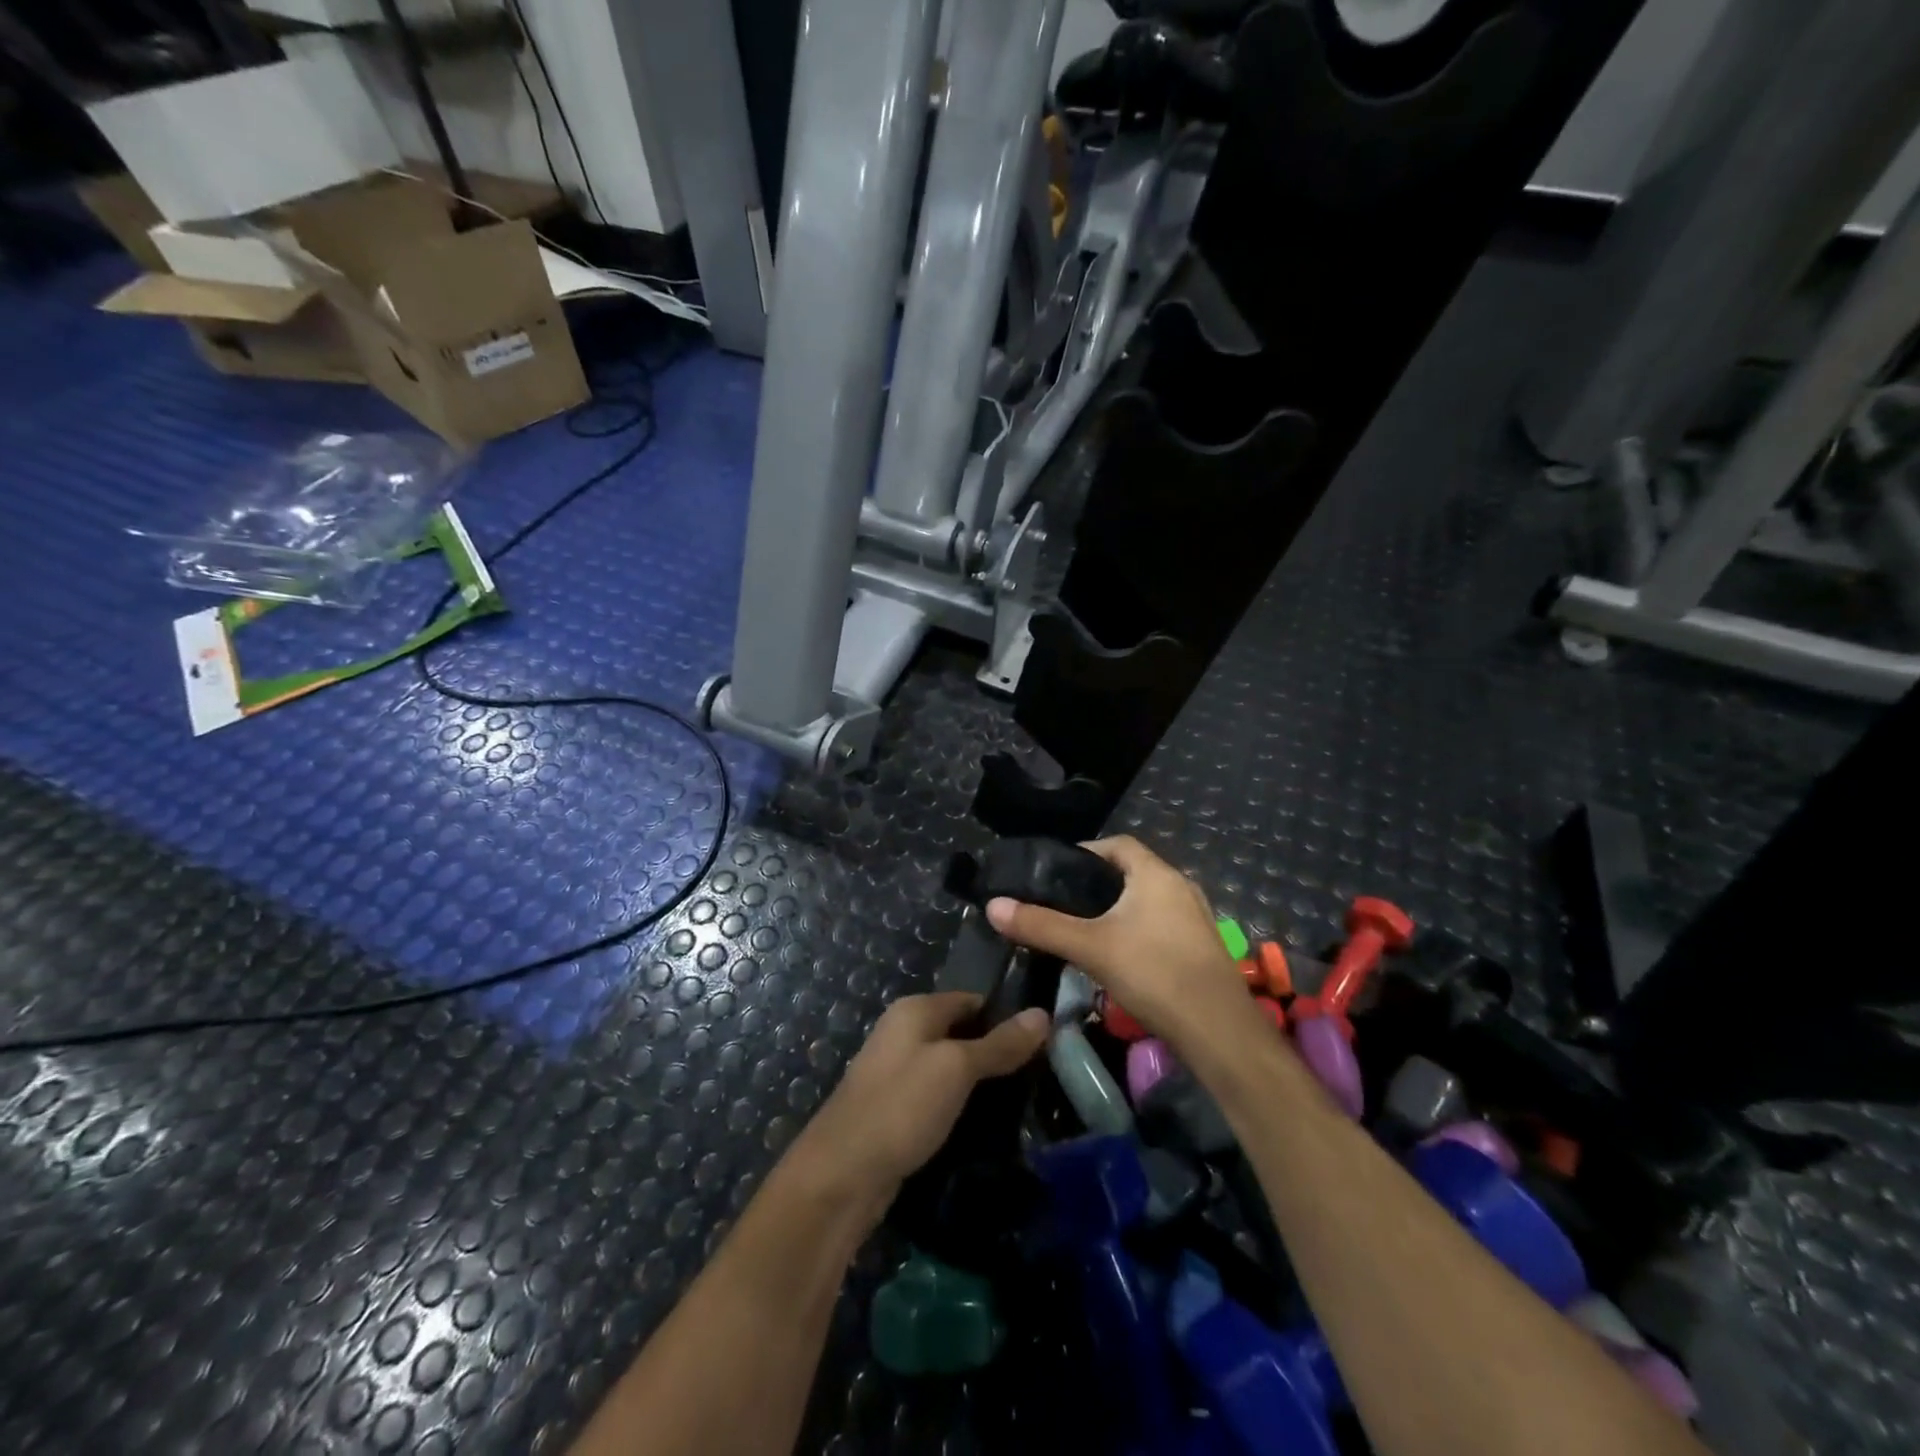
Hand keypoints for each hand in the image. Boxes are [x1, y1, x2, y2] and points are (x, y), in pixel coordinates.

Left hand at [796, 992, 1049, 1210]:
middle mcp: (903, 1032)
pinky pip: (937, 1097)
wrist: (841, 1175)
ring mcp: (896, 1072)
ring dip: (979, 1083)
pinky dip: (959, 1106)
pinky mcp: (895, 1110)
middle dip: (996, 1052)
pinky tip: (984, 1126)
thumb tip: (1043, 1014)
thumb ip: (999, 1044)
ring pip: (950, 1068)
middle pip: (961, 1032)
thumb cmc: (901, 1107)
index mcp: (914, 1010)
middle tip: (1040, 1075)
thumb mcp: (957, 1069)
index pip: (973, 1000)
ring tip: (1022, 1102)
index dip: (1007, 1016)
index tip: (1045, 1041)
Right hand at [986, 836, 1256, 1054]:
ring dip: (1118, 909)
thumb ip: (1041, 924)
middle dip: (1097, 884)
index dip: (1085, 852)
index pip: (1117, 845)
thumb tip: (993, 905)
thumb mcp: (1089, 947)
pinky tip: (1119, 957)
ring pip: (1147, 901)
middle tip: (1062, 903)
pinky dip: (1137, 930)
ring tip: (1084, 929)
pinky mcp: (1201, 948)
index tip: (1055, 871)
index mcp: (1156, 874)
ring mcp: (1196, 918)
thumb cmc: (1153, 973)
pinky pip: (1161, 925)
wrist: (1219, 1031)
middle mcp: (1181, 886)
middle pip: (1132, 872)